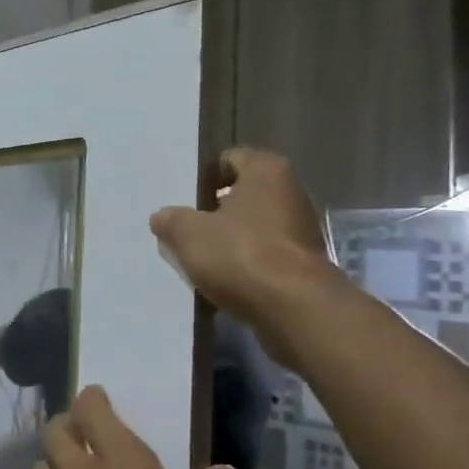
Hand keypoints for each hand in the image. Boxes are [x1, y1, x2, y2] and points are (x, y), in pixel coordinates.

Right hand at [149, 148, 334, 332]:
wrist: (294, 308)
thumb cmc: (240, 255)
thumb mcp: (189, 234)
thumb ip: (172, 221)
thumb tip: (163, 217)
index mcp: (266, 171)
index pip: (229, 159)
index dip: (204, 177)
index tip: (184, 200)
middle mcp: (291, 192)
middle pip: (243, 195)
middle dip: (215, 211)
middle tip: (187, 230)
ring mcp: (301, 230)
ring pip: (254, 228)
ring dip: (230, 241)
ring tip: (201, 260)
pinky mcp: (304, 264)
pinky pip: (265, 256)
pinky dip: (246, 265)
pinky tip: (224, 282)